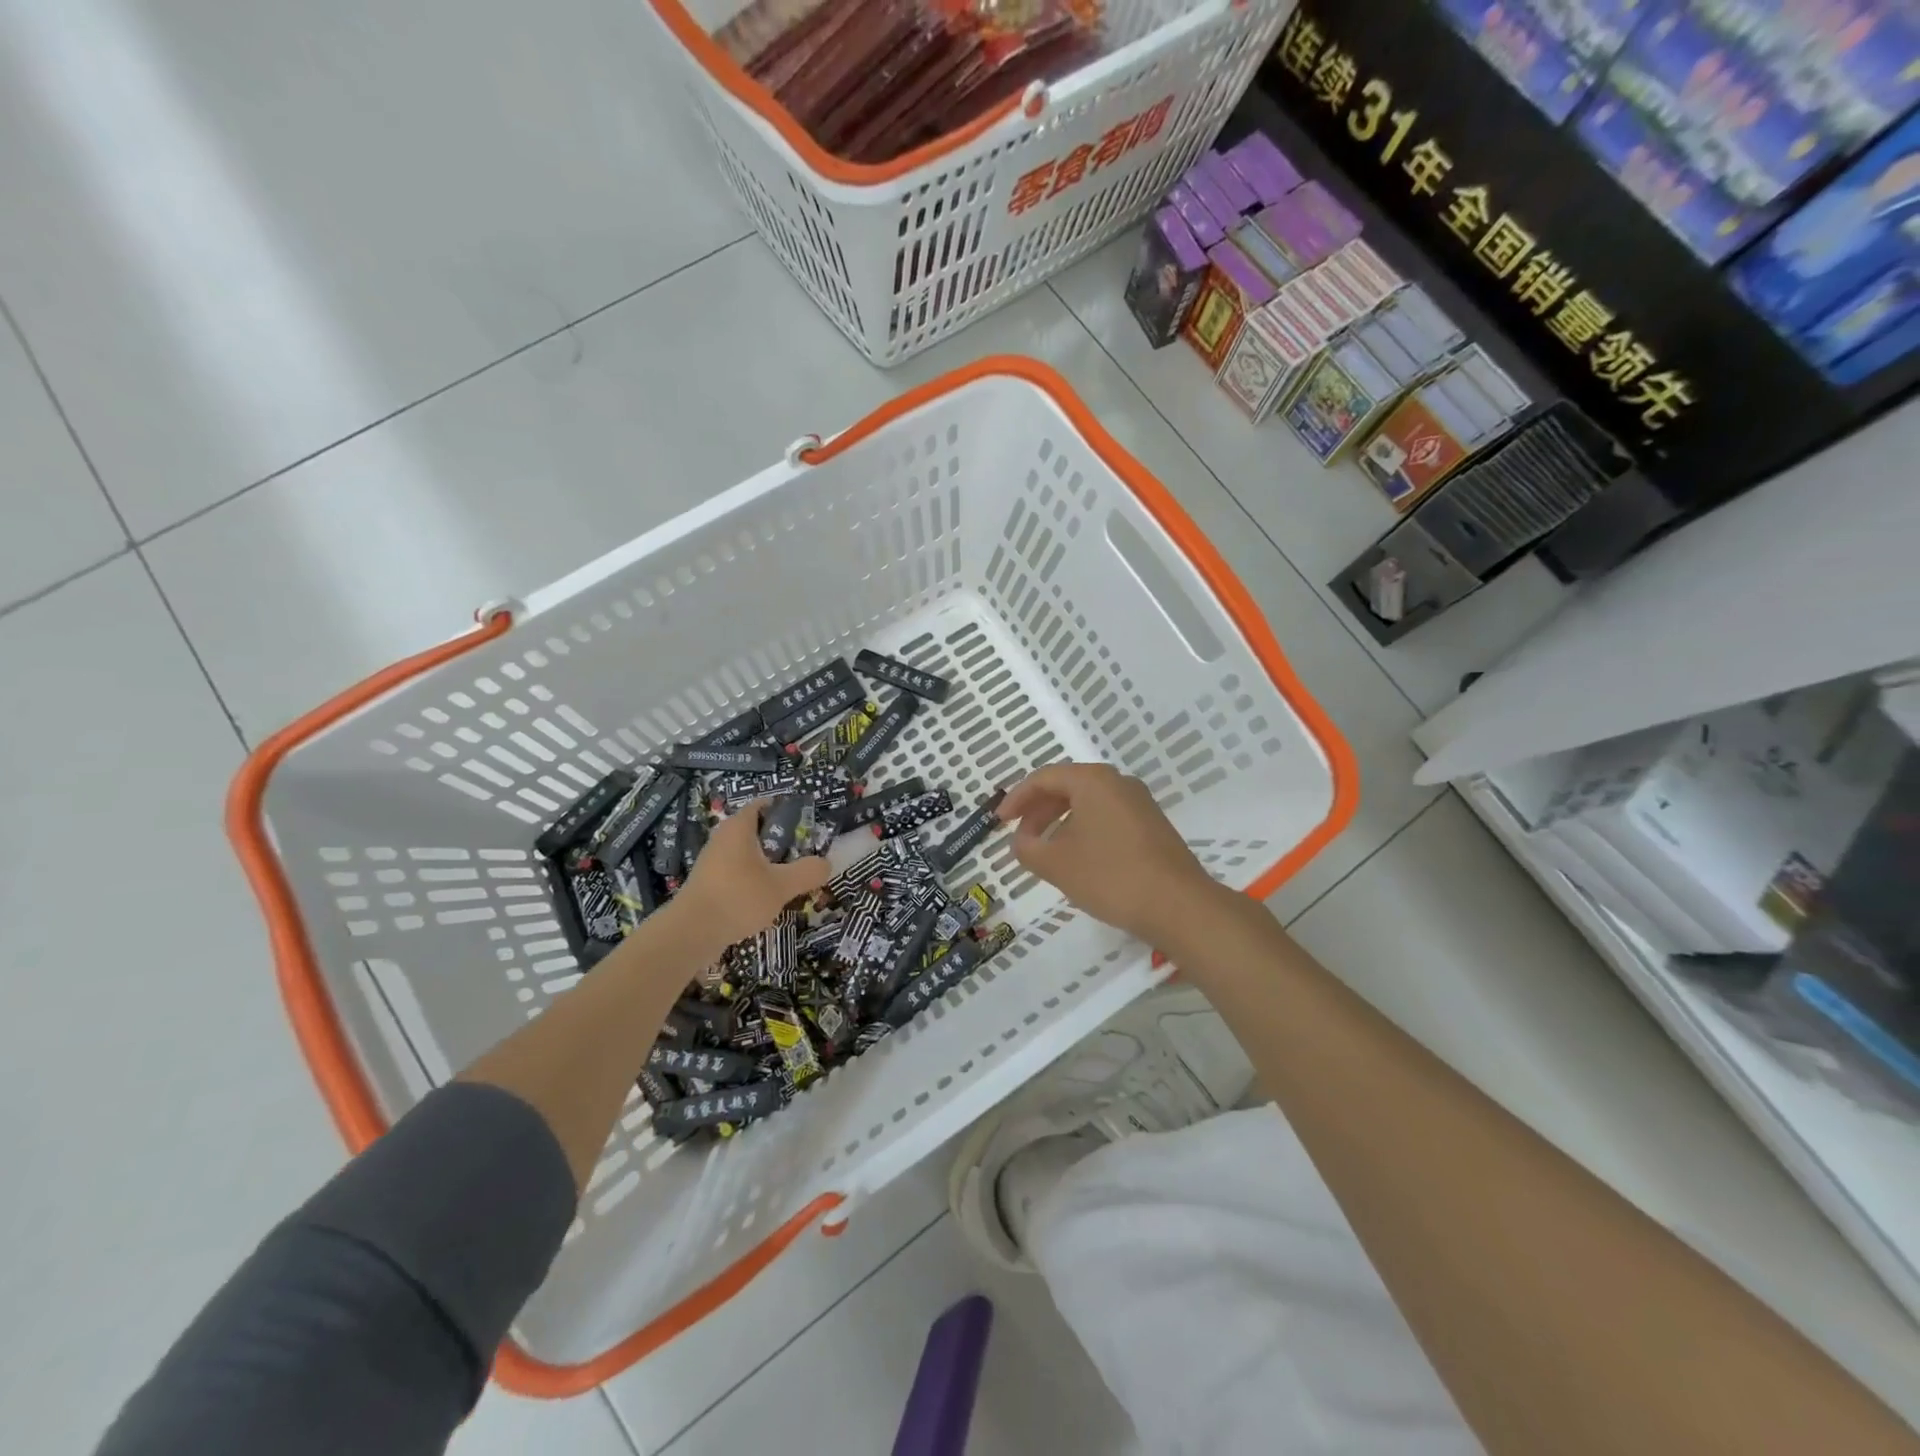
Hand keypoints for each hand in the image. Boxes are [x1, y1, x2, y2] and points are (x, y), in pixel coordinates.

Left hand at [668, 802, 829, 954]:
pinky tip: (767, 899)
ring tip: (790, 879)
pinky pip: (738, 872)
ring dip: (769, 863)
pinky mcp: (709, 883)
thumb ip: (808, 872)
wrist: (691, 933)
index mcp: (739, 827)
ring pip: (748, 854)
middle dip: (782, 841)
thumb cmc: (738, 897)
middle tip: (804, 854)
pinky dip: (754, 879)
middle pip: (758, 830)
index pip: (764, 804)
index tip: (807, 824)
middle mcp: (724, 838)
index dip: (786, 809)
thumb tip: (826, 863)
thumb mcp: (782, 885)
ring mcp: (713, 861)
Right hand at [998, 762, 1224, 946]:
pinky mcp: (1152, 826)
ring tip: (1045, 851)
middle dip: (1038, 811)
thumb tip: (1020, 841)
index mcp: (1093, 781)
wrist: (1179, 906)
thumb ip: (1028, 848)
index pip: (1044, 778)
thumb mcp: (1057, 864)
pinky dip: (1084, 830)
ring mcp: (1140, 804)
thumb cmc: (1110, 876)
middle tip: (1020, 836)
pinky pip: (1107, 817)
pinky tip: (1078, 858)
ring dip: (1060, 822)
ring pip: (1088, 803)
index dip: (1017, 799)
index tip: (999, 822)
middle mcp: (1118, 783)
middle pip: (1067, 786)